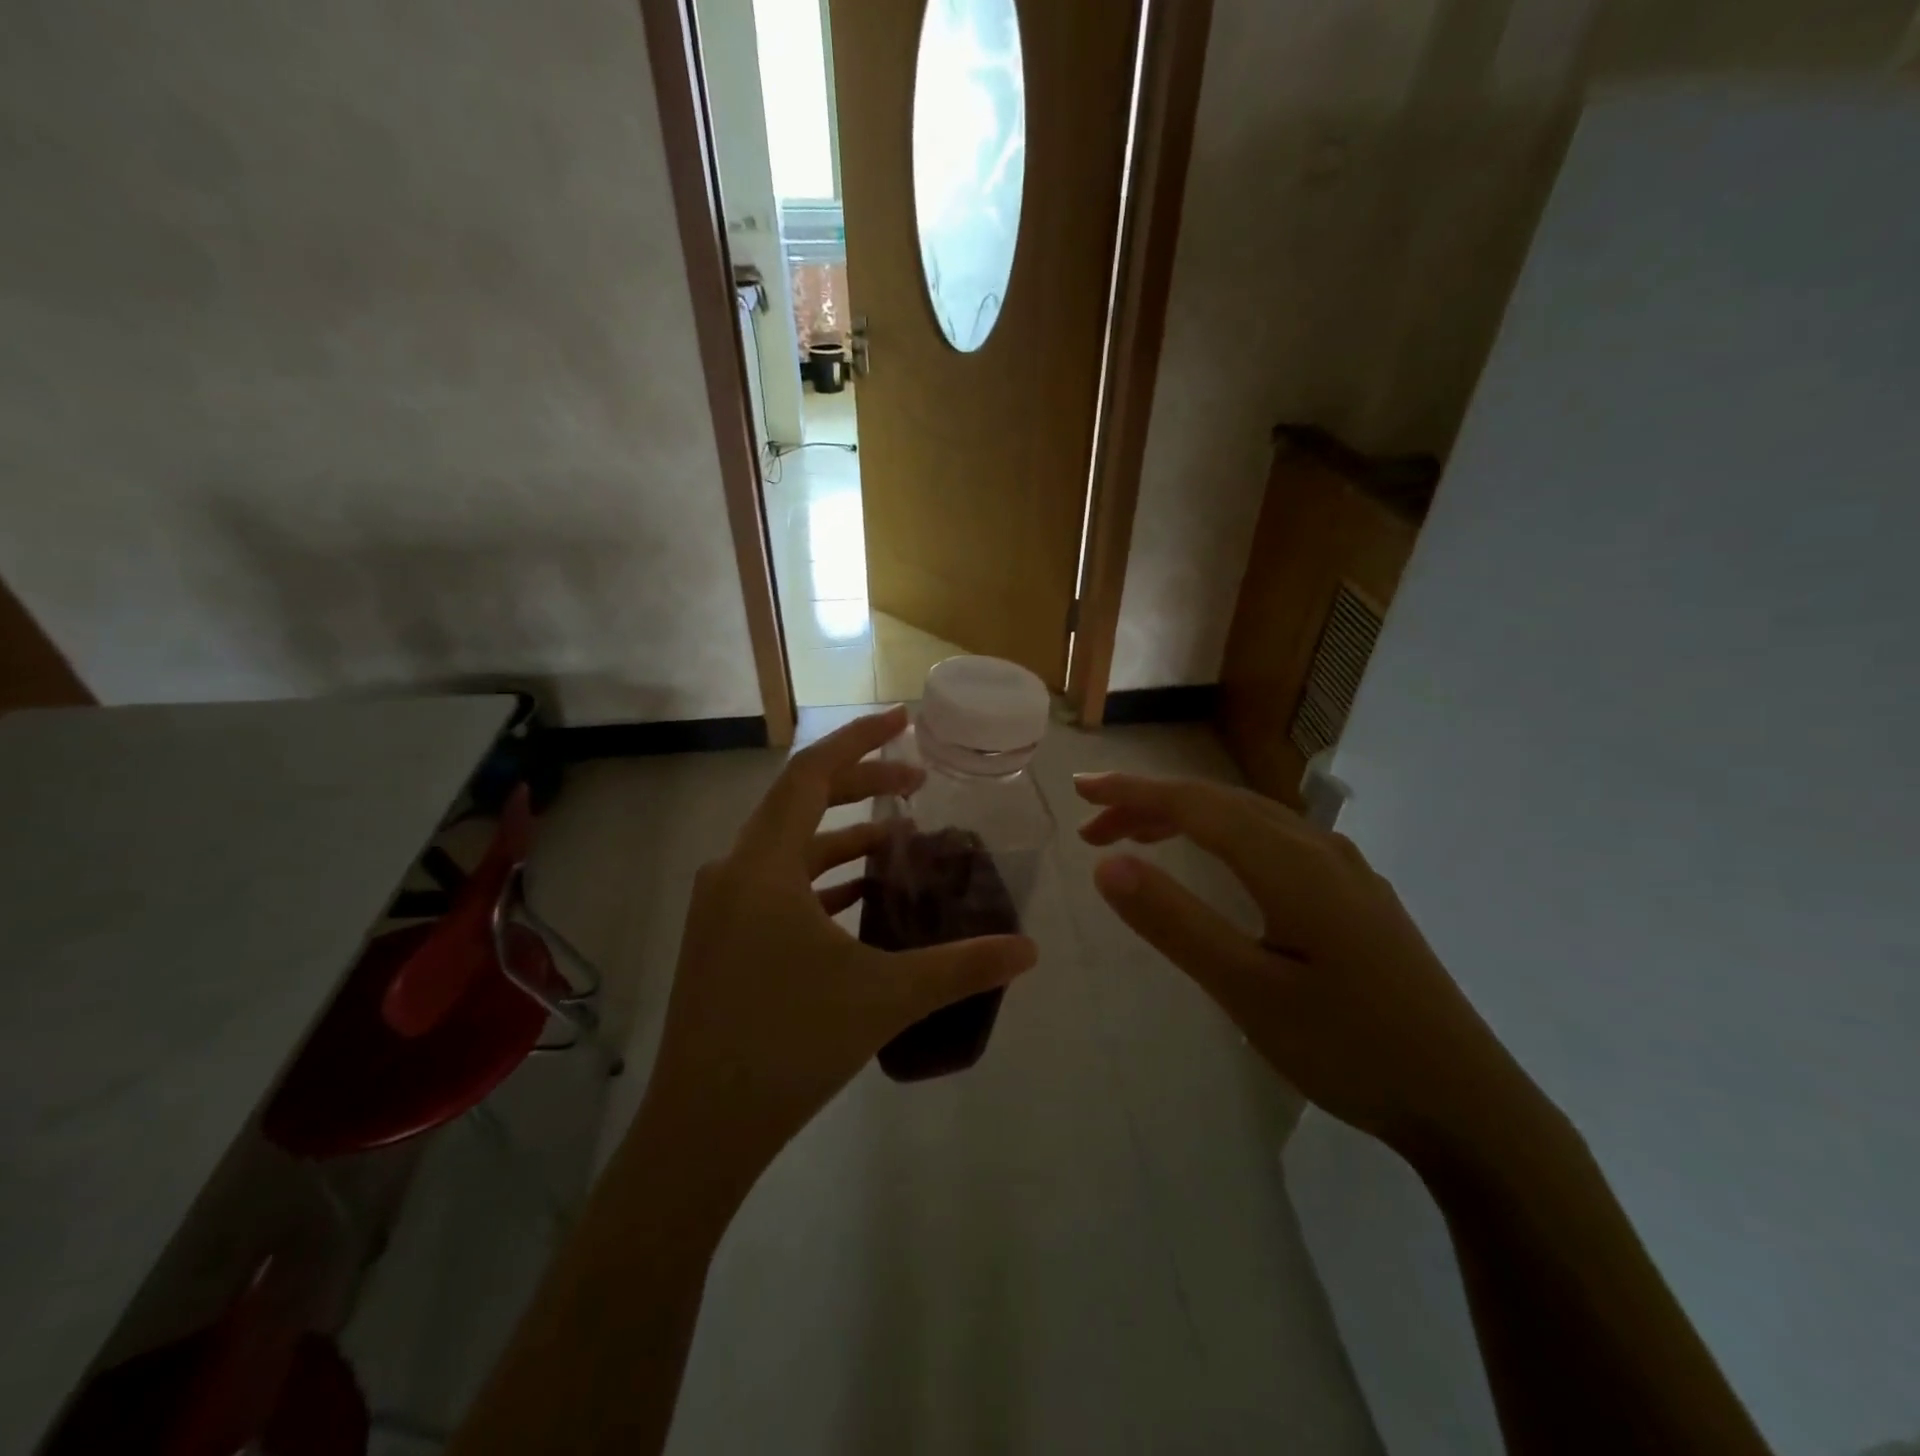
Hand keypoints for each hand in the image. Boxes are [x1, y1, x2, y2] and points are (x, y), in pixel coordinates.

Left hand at [637, 707, 1038, 1199]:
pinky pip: (776, 884)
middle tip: (917, 782)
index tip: (904, 720)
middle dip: (860, 784)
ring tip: (900, 840)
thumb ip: (961, 966)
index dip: (860, 740)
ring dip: (842, 835)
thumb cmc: (789, 1045)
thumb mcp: (884, 996)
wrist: (700, 1129)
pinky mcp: (721, 938)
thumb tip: (1029, 950)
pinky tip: (858, 896)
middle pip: (800, 802)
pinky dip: (820, 876)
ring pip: (788, 846)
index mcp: (763, 865)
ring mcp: (721, 906)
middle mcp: (733, 871)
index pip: (811, 773)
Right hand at [1074, 773, 1537, 1158]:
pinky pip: (1277, 841)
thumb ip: (1175, 923)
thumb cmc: (1351, 1050)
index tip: (1079, 791)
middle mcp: (1320, 850)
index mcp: (1292, 864)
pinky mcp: (1359, 898)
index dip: (1132, 792)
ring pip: (1252, 819)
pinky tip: (1220, 865)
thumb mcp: (1247, 991)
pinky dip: (1226, 837)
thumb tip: (1107, 864)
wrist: (1470, 1106)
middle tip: (1094, 827)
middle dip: (1151, 804)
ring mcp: (1347, 872)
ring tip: (1139, 840)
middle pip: (1221, 803)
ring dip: (1189, 818)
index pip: (1195, 805)